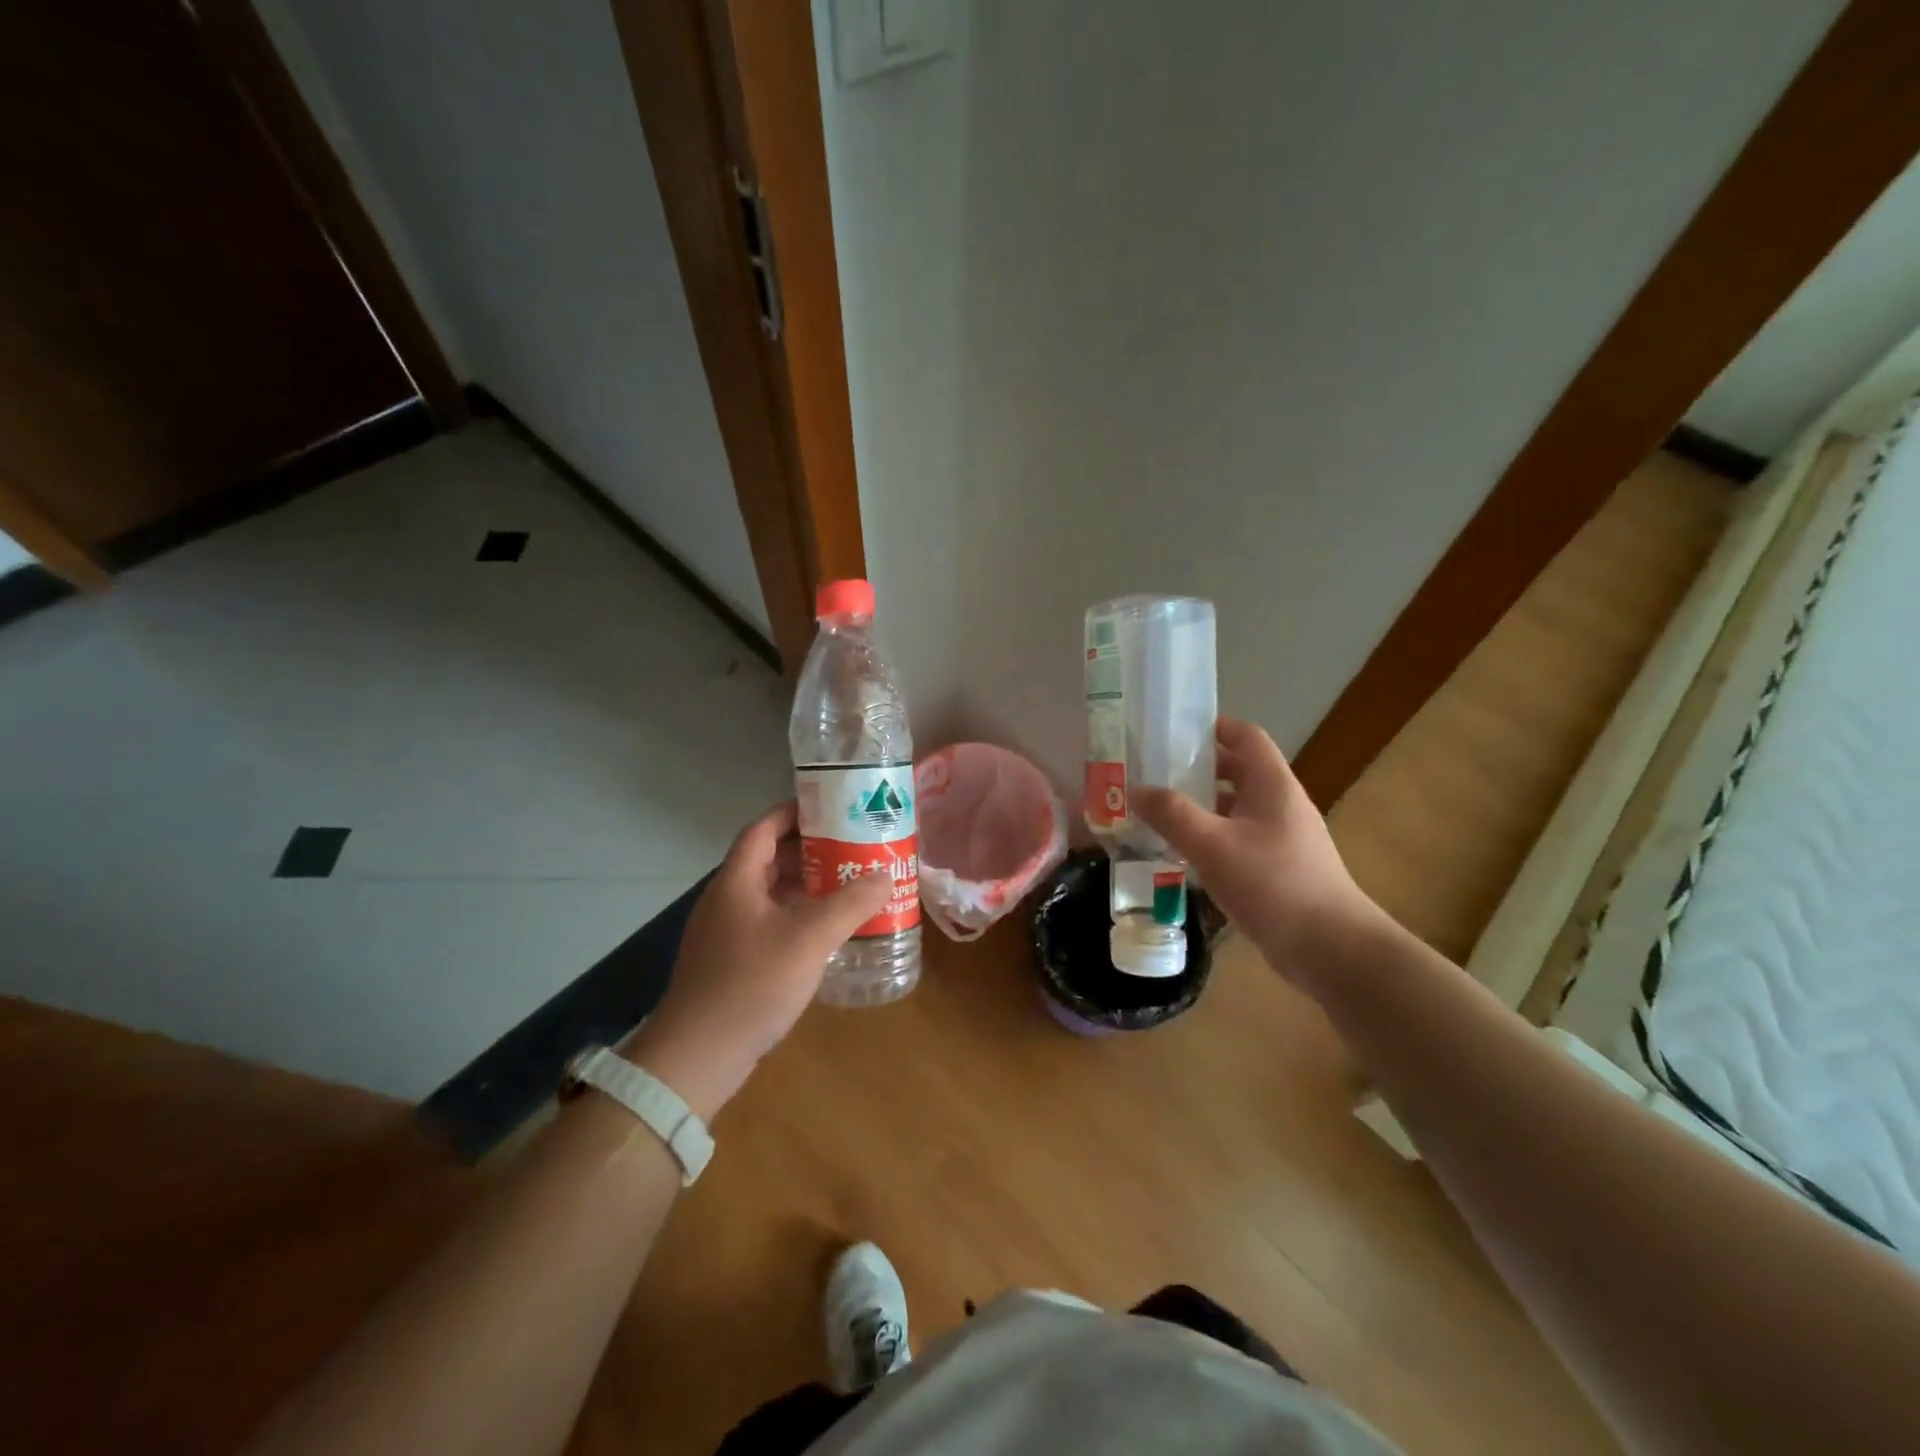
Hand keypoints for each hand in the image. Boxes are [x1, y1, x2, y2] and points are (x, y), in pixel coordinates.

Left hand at [622, 802, 891, 1118]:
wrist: (697, 1056)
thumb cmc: (752, 984)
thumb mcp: (810, 939)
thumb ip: (850, 903)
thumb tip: (885, 874)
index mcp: (737, 881)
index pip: (763, 828)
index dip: (795, 813)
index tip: (833, 809)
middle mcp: (727, 899)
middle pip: (768, 859)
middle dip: (809, 850)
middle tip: (852, 847)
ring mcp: (725, 932)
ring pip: (769, 893)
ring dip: (805, 885)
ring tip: (847, 884)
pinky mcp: (730, 962)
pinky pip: (768, 922)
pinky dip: (796, 916)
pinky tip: (825, 932)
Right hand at [1133, 717, 1381, 988]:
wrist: (1330, 948)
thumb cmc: (1273, 884)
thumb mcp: (1213, 845)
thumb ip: (1172, 814)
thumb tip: (1134, 789)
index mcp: (1272, 784)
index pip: (1245, 736)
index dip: (1212, 727)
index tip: (1170, 732)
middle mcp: (1279, 804)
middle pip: (1236, 771)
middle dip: (1195, 769)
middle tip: (1152, 773)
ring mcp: (1280, 837)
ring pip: (1233, 808)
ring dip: (1198, 807)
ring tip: (1156, 813)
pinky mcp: (1276, 868)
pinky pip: (1236, 839)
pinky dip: (1208, 839)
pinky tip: (1180, 856)